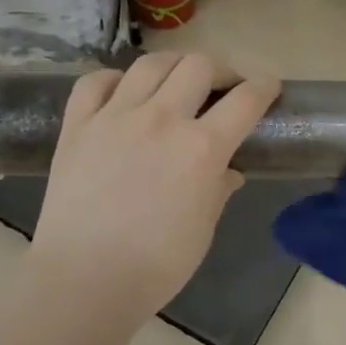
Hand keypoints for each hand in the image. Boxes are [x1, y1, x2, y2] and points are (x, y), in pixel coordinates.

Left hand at [29, 53, 280, 312]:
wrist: (83, 281)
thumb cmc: (155, 265)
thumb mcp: (203, 229)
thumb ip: (218, 190)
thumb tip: (229, 171)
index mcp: (201, 148)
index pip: (245, 100)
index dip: (264, 87)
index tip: (268, 86)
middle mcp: (162, 119)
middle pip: (199, 65)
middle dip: (220, 70)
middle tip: (221, 87)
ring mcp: (115, 116)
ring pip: (150, 63)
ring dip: (173, 65)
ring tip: (176, 80)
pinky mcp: (78, 125)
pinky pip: (95, 82)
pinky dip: (113, 80)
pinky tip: (122, 93)